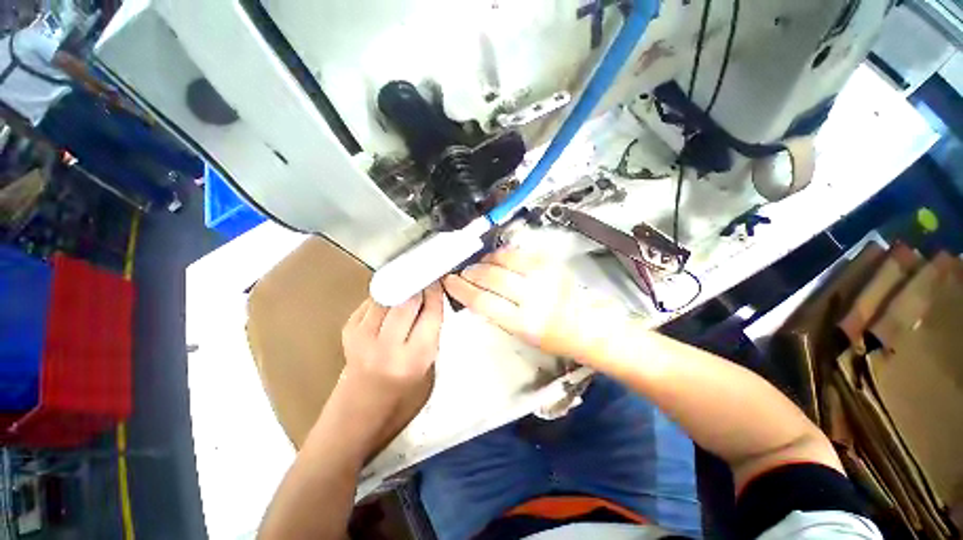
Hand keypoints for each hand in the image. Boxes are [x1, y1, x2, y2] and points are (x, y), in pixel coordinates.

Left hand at [339, 282, 443, 412]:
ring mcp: (363, 337)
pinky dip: (384, 296)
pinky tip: (391, 301)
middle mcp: (387, 346)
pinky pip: (371, 301)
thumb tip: (433, 299)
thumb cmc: (401, 393)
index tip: (438, 281)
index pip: (431, 313)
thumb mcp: (428, 366)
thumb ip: (432, 333)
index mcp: (414, 358)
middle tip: (425, 280)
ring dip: (400, 287)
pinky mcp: (347, 330)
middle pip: (408, 300)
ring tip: (408, 286)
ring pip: (388, 295)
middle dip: (419, 286)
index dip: (436, 293)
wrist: (359, 409)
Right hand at [443, 248, 625, 362]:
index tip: (450, 282)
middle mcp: (534, 297)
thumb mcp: (523, 335)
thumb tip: (476, 295)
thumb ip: (499, 314)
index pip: (483, 301)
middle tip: (464, 273)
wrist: (591, 325)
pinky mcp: (552, 264)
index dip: (462, 289)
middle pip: (491, 277)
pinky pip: (520, 254)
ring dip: (486, 261)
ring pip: (504, 260)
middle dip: (471, 273)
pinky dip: (504, 254)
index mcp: (524, 323)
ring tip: (480, 265)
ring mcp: (544, 277)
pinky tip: (498, 258)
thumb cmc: (555, 338)